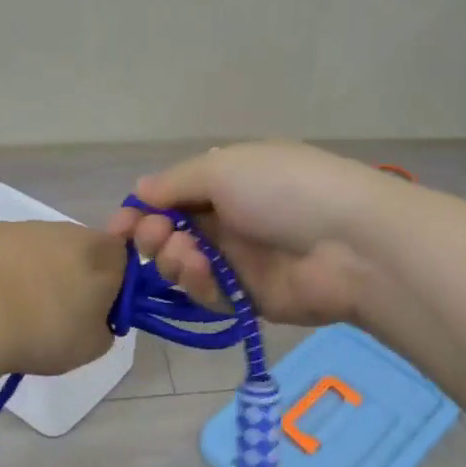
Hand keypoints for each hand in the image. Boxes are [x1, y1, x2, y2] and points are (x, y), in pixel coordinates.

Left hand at [0, 220, 123, 375]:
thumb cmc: (46, 332)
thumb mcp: (93, 346)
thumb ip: (106, 326)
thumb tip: (96, 317)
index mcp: (104, 255)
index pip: (123, 260)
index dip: (113, 285)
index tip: (96, 312)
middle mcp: (71, 231)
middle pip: (83, 250)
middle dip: (75, 275)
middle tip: (58, 313)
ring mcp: (30, 226)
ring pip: (46, 248)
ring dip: (41, 270)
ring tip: (20, 306)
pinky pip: (12, 249)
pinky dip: (9, 266)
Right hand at [105, 142, 408, 325]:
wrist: (349, 243)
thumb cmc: (284, 190)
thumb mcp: (224, 168)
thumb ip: (175, 183)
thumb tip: (140, 191)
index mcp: (228, 181)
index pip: (171, 197)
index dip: (141, 212)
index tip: (116, 229)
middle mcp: (230, 219)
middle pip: (171, 234)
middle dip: (153, 237)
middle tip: (154, 238)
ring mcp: (240, 260)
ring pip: (184, 268)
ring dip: (174, 261)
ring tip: (188, 255)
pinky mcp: (249, 298)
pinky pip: (209, 295)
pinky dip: (199, 285)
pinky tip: (205, 273)